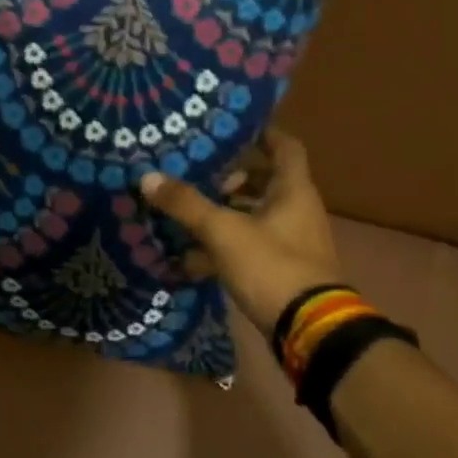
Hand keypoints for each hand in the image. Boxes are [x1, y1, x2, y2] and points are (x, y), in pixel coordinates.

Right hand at [140, 128, 342, 340]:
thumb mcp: (223, 231)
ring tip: (188, 212)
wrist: (309, 329)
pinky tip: (191, 256)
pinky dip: (225, 246)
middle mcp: (297, 211)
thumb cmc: (272, 266)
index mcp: (293, 191)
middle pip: (266, 181)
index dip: (261, 133)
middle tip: (198, 174)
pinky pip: (250, 246)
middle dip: (232, 177)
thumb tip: (148, 177)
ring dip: (225, 212)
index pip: (284, 147)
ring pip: (255, 215)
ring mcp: (291, 243)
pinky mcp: (281, 270)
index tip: (230, 128)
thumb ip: (186, 204)